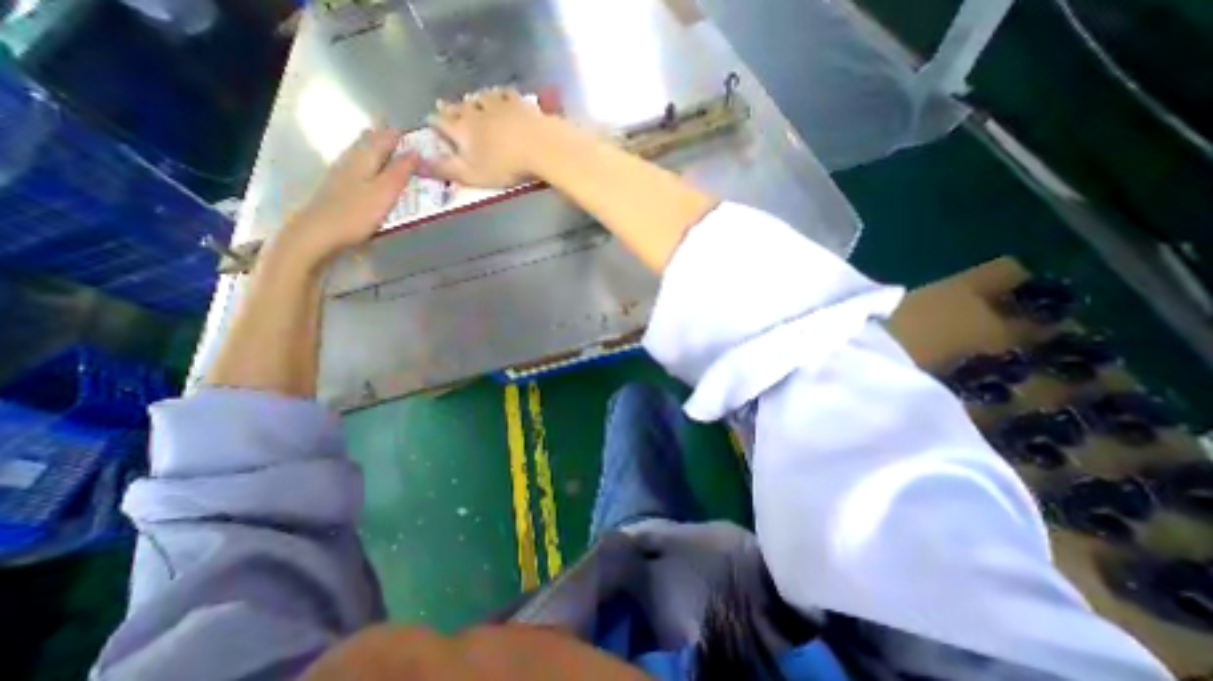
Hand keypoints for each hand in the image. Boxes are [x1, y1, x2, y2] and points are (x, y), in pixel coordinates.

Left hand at [270, 125, 416, 268]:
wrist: (319, 232)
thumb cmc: (356, 213)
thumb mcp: (384, 193)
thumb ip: (400, 172)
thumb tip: (416, 152)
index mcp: (364, 159)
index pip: (384, 138)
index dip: (398, 134)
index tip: (415, 131)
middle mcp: (351, 160)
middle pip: (368, 141)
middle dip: (384, 135)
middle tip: (400, 133)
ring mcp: (342, 173)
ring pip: (360, 152)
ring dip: (374, 146)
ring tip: (386, 143)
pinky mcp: (338, 187)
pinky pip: (357, 165)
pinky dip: (368, 161)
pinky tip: (369, 167)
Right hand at [425, 87, 558, 188]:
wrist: (540, 147)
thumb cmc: (504, 166)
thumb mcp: (471, 175)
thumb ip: (445, 169)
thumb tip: (417, 165)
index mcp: (462, 128)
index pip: (440, 121)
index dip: (434, 122)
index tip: (431, 122)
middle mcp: (476, 111)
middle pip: (459, 106)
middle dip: (452, 109)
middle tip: (448, 109)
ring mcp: (498, 104)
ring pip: (480, 96)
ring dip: (474, 99)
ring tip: (473, 101)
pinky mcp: (519, 103)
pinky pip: (505, 94)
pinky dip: (499, 95)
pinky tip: (502, 96)